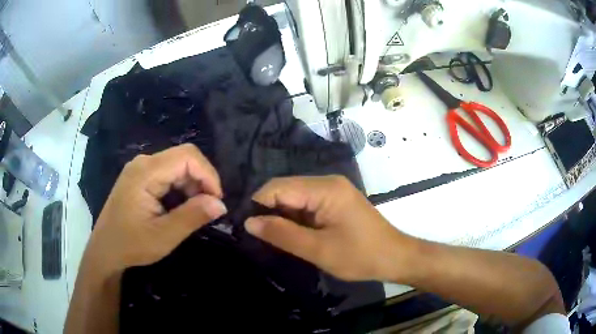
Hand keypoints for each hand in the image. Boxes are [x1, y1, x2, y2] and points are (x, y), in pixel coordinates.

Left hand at [85, 144, 226, 275]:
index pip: (187, 156)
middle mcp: (143, 163)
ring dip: (192, 185)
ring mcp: (140, 168)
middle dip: (201, 180)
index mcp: (146, 172)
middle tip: (208, 208)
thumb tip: (221, 204)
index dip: (208, 174)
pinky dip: (180, 187)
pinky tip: (180, 206)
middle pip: (183, 158)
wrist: (105, 250)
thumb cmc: (131, 245)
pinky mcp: (140, 177)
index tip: (217, 201)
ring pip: (177, 165)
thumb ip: (192, 217)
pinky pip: (167, 173)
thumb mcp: (164, 236)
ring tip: (195, 210)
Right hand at [244, 176, 411, 281]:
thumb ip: (282, 234)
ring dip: (283, 217)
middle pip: (285, 190)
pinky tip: (293, 235)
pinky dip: (296, 219)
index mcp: (325, 188)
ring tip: (273, 238)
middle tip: (259, 237)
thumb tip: (249, 222)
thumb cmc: (360, 256)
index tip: (247, 228)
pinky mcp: (335, 202)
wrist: (395, 258)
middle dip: (269, 211)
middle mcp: (327, 183)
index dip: (258, 205)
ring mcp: (333, 191)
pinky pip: (307, 205)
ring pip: (295, 198)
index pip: (278, 187)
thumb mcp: (318, 250)